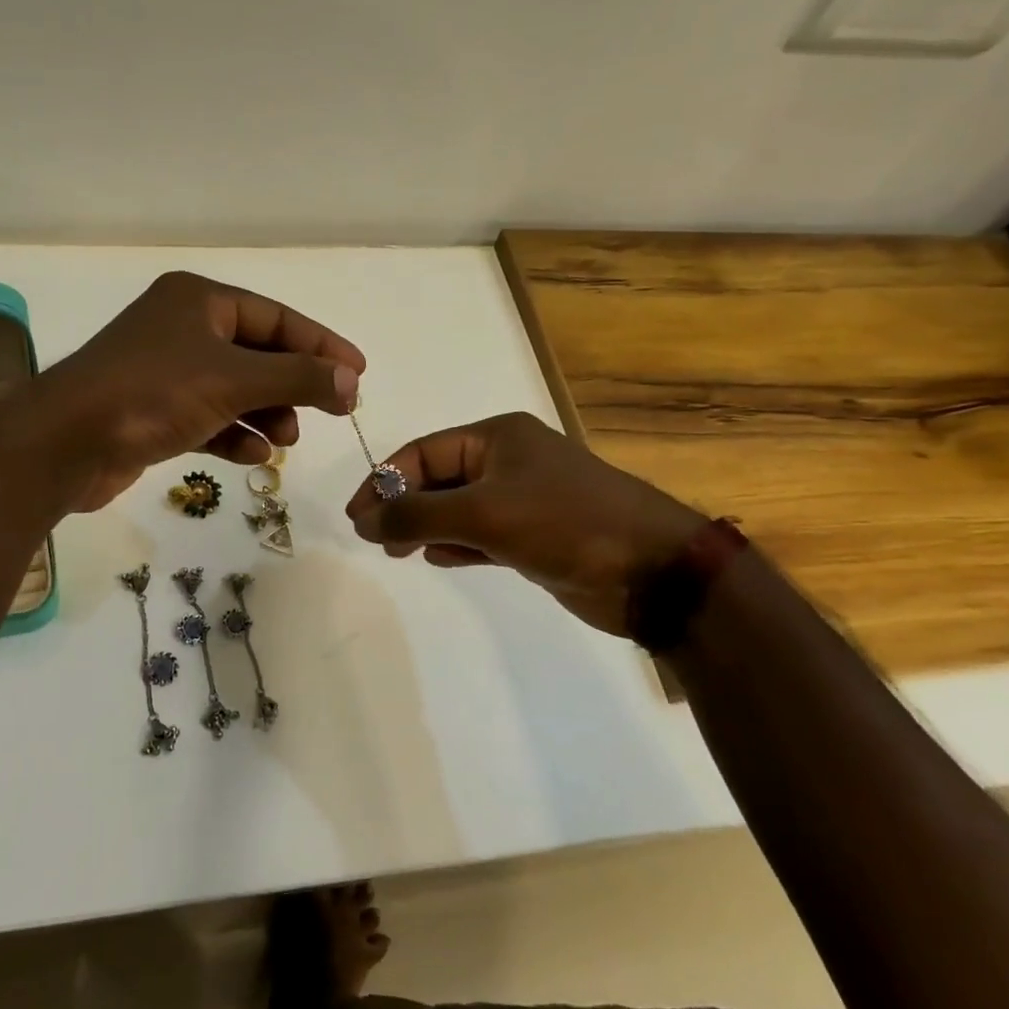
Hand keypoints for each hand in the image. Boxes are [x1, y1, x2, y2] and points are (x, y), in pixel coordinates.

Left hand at [29, 272, 364, 512]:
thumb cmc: (153, 394)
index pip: (276, 317)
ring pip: (233, 388)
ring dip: (266, 413)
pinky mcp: (151, 412)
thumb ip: (298, 377)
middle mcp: (181, 328)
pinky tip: (254, 456)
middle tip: (330, 412)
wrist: (65, 443)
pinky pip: (208, 417)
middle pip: (256, 353)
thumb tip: (350, 381)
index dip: (321, 344)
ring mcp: (164, 371)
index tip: (358, 373)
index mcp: (199, 301)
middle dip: (292, 385)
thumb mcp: (234, 379)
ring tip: (287, 441)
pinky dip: (233, 434)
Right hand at [344, 412, 704, 636]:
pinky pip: (479, 534)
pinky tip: (437, 558)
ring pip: (456, 509)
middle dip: (404, 506)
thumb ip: (417, 515)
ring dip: (426, 527)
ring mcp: (521, 499)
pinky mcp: (532, 535)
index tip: (357, 518)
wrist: (651, 571)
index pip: (422, 452)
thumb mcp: (484, 513)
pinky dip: (456, 544)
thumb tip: (363, 521)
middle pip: (436, 479)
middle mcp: (506, 461)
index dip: (384, 481)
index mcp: (496, 437)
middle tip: (377, 540)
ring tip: (400, 552)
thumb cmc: (565, 524)